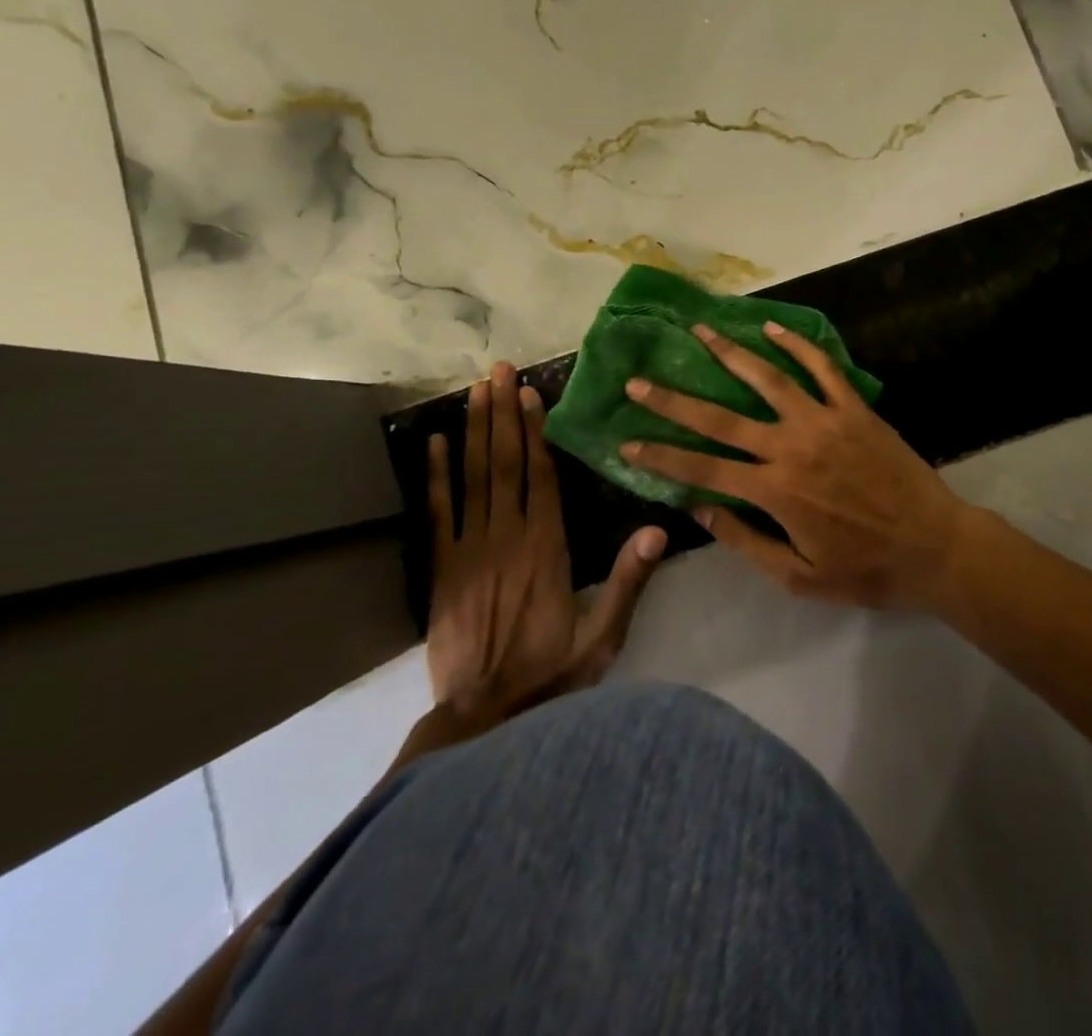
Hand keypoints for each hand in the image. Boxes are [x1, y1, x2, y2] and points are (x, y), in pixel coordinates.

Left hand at [426, 362, 666, 720]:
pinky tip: (433, 443)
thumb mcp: (603, 638)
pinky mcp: (441, 570)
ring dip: (473, 431)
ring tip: (475, 389)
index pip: (542, 477)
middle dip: (503, 413)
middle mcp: (507, 538)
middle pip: (504, 464)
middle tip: (500, 370)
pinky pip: (438, 513)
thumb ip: (628, 582)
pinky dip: (436, 475)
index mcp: (547, 549)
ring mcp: (469, 551)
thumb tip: (658, 529)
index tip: (532, 393)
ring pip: (472, 478)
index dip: (536, 432)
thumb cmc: (550, 677)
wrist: (481, 722)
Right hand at [619, 323, 975, 610]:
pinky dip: (796, 345)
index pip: (702, 468)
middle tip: (638, 380)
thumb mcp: (798, 576)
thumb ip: (745, 542)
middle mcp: (791, 446)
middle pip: (721, 419)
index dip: (660, 456)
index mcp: (774, 491)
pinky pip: (822, 368)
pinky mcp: (854, 409)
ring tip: (700, 331)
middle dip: (674, 399)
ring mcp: (825, 421)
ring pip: (768, 379)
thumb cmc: (865, 570)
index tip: (626, 443)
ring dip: (730, 353)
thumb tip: (699, 509)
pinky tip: (772, 327)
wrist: (934, 546)